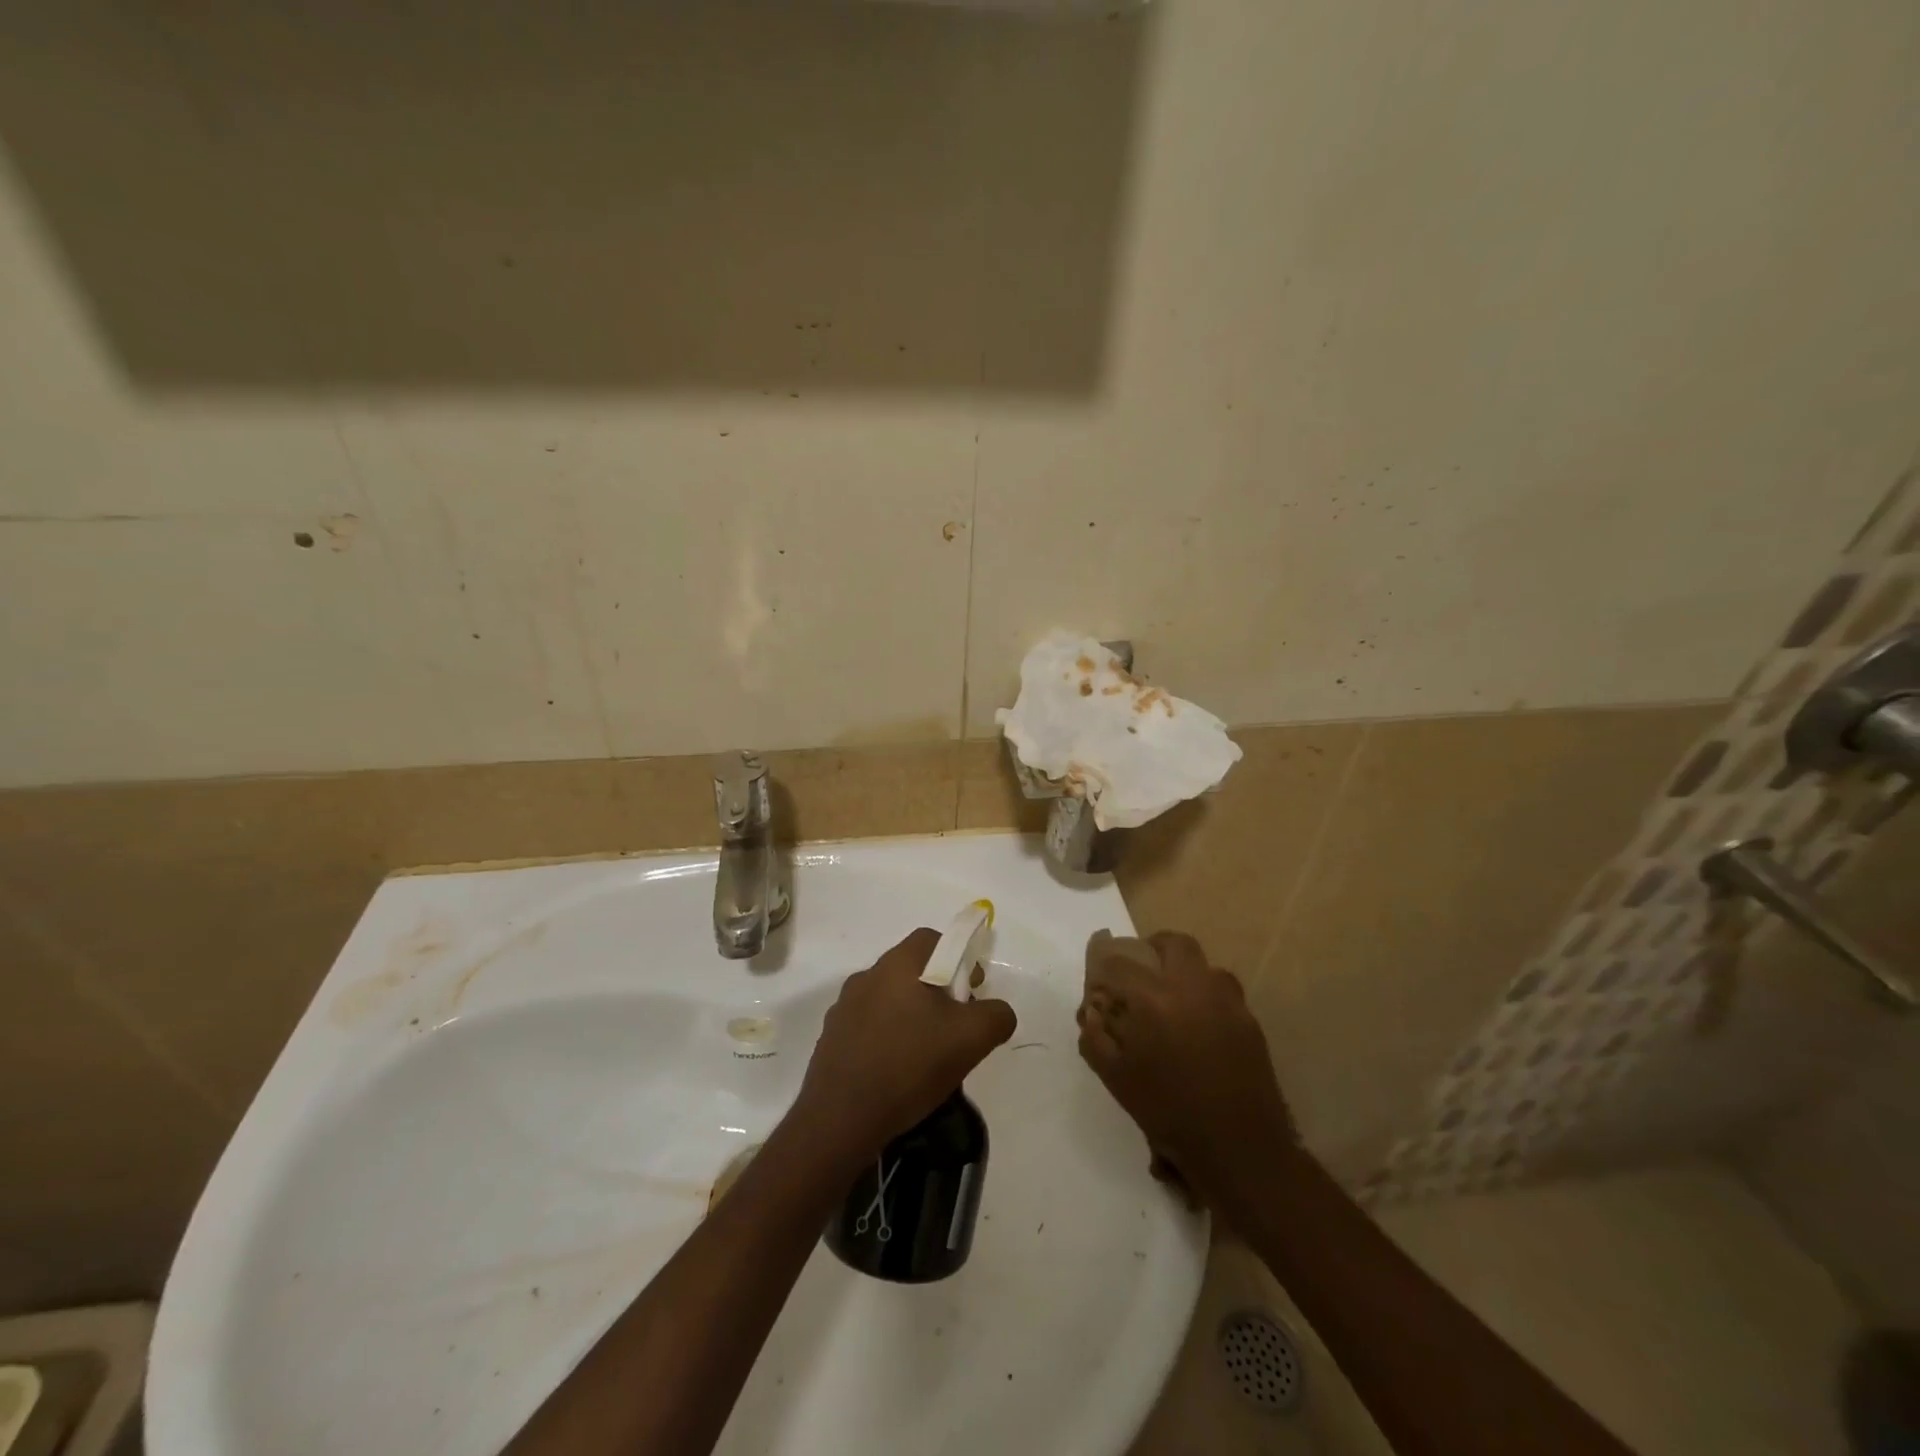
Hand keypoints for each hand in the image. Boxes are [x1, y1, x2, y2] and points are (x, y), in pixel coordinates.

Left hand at [790, 927, 1017, 1165]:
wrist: (840, 1119)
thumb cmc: (909, 1066)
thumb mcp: (971, 1039)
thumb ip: (996, 1015)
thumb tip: (997, 1012)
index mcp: (897, 965)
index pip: (932, 940)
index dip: (959, 958)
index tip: (971, 992)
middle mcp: (866, 976)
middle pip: (912, 970)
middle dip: (939, 991)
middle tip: (956, 1027)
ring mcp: (844, 1008)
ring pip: (891, 999)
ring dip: (913, 1016)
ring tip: (929, 1054)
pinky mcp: (832, 1038)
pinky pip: (870, 1027)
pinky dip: (889, 1039)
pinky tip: (899, 1072)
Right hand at [1078, 931, 1294, 1208]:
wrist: (1239, 1147)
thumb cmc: (1169, 1113)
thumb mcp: (1117, 1079)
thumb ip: (1096, 1038)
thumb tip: (1091, 1013)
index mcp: (1154, 999)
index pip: (1120, 963)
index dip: (1105, 967)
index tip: (1100, 982)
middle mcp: (1192, 987)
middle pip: (1173, 944)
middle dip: (1153, 949)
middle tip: (1142, 971)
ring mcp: (1227, 1001)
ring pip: (1204, 965)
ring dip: (1185, 971)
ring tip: (1173, 998)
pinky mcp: (1250, 1019)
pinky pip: (1224, 991)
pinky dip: (1207, 995)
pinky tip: (1199, 1024)